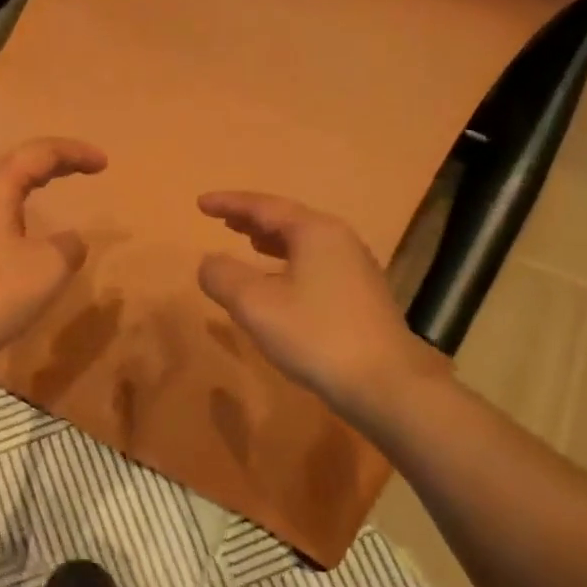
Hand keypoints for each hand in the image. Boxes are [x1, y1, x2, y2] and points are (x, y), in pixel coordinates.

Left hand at [0, 137, 107, 375]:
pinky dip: (17, 213)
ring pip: (1, 191)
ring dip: (31, 187)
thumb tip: (69, 241)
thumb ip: (69, 247)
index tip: (104, 163)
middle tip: (84, 169)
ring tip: (55, 191)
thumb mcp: (48, 269)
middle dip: (53, 164)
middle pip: (17, 165)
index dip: (75, 153)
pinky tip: (25, 235)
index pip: (41, 152)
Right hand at [197, 190, 448, 416]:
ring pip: (305, 243)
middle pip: (289, 220)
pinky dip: (289, 263)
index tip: (200, 203)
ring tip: (250, 243)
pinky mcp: (361, 297)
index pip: (264, 207)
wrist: (385, 382)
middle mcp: (339, 241)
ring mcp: (355, 269)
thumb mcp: (256, 305)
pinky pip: (316, 265)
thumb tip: (209, 262)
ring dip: (273, 241)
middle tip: (224, 220)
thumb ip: (224, 277)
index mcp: (315, 232)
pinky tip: (281, 283)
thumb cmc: (316, 335)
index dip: (230, 203)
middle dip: (253, 219)